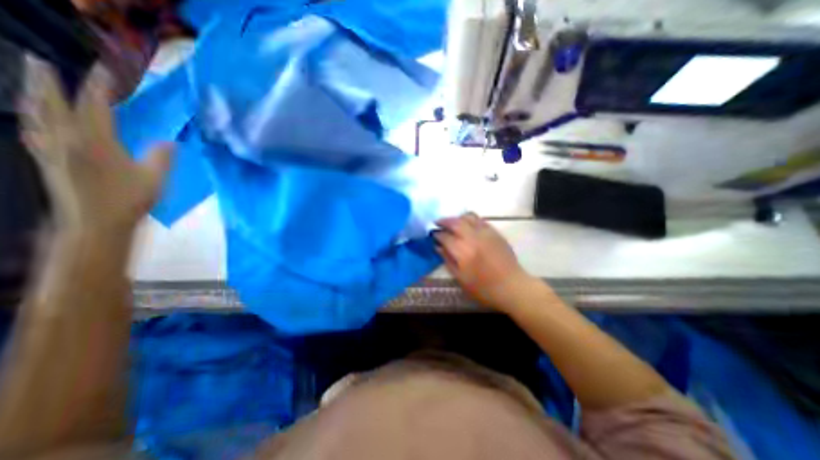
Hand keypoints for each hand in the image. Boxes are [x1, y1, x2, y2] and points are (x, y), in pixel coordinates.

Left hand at [17, 56, 171, 234]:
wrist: (95, 222)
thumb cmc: (129, 200)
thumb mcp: (155, 179)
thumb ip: (162, 157)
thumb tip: (170, 141)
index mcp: (94, 141)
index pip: (95, 105)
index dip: (99, 86)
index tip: (104, 70)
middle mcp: (65, 138)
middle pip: (50, 101)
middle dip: (46, 79)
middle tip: (41, 59)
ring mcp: (50, 148)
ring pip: (34, 112)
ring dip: (32, 93)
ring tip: (31, 79)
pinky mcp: (45, 159)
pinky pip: (33, 129)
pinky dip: (32, 115)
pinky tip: (35, 114)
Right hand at [435, 214, 531, 309]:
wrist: (512, 286)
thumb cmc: (483, 288)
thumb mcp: (461, 279)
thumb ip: (447, 260)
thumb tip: (438, 247)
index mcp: (463, 251)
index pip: (445, 236)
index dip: (437, 234)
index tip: (433, 234)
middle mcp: (473, 238)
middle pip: (455, 222)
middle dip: (444, 221)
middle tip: (438, 223)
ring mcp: (486, 233)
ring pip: (468, 217)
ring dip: (457, 218)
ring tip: (453, 222)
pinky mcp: (495, 233)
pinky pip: (480, 220)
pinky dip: (471, 219)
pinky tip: (468, 225)